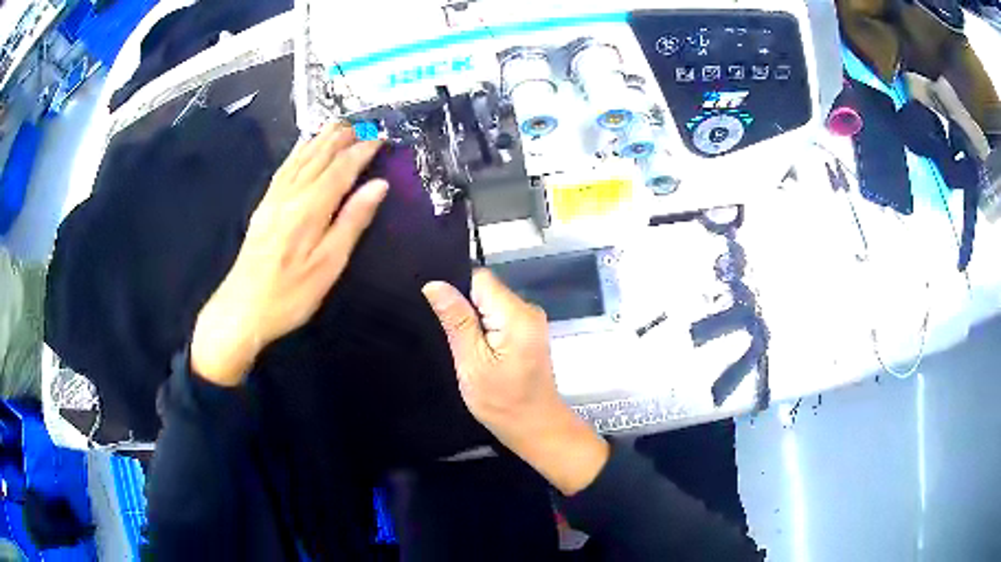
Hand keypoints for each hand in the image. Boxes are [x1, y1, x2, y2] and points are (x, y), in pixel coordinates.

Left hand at [191, 123, 386, 385]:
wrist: (241, 309)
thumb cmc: (290, 295)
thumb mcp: (328, 264)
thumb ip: (352, 221)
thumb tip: (378, 185)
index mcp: (310, 208)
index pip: (341, 169)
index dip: (362, 151)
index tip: (382, 138)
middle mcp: (290, 194)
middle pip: (319, 156)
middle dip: (342, 138)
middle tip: (363, 124)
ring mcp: (273, 199)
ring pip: (300, 158)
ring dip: (320, 139)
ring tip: (337, 126)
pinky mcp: (263, 207)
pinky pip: (283, 169)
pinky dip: (297, 152)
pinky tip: (301, 147)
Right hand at [423, 270, 609, 495]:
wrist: (536, 428)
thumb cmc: (502, 402)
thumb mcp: (472, 363)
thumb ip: (456, 321)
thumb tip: (434, 284)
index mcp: (517, 314)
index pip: (480, 279)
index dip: (456, 289)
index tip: (438, 311)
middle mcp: (528, 309)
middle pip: (486, 289)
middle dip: (463, 306)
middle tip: (445, 332)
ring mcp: (531, 321)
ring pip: (491, 303)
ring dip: (473, 319)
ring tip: (459, 343)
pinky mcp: (528, 332)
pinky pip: (499, 316)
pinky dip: (484, 328)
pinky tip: (475, 349)